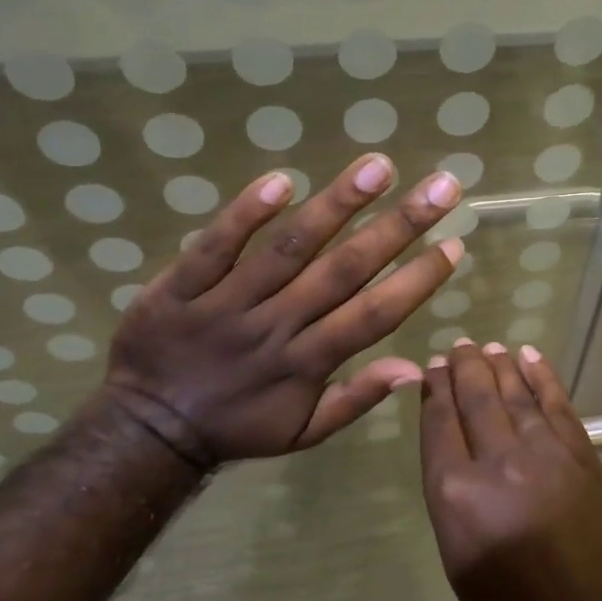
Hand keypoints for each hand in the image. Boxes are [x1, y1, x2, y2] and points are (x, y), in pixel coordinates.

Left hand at [102, 154, 462, 463]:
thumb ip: (355, 399)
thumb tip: (413, 370)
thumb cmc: (236, 427)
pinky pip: (216, 246)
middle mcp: (276, 326)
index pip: (374, 316)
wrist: (147, 428)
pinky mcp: (181, 285)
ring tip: (378, 167)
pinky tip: (282, 182)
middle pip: (344, 271)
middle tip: (441, 187)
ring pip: (289, 249)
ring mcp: (227, 302)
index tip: (454, 244)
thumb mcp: (301, 433)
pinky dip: (246, 214)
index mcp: (307, 363)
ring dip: (336, 205)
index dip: (417, 280)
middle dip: (398, 227)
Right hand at [418, 340, 601, 600]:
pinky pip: (557, 406)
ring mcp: (546, 457)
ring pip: (516, 395)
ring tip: (488, 346)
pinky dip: (542, 377)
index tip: (432, 369)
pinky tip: (530, 357)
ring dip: (500, 365)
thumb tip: (455, 447)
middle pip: (476, 399)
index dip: (434, 390)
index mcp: (455, 497)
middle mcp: (498, 465)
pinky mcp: (584, 459)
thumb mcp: (459, 556)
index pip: (439, 424)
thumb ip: (453, 494)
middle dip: (464, 368)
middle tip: (457, 347)